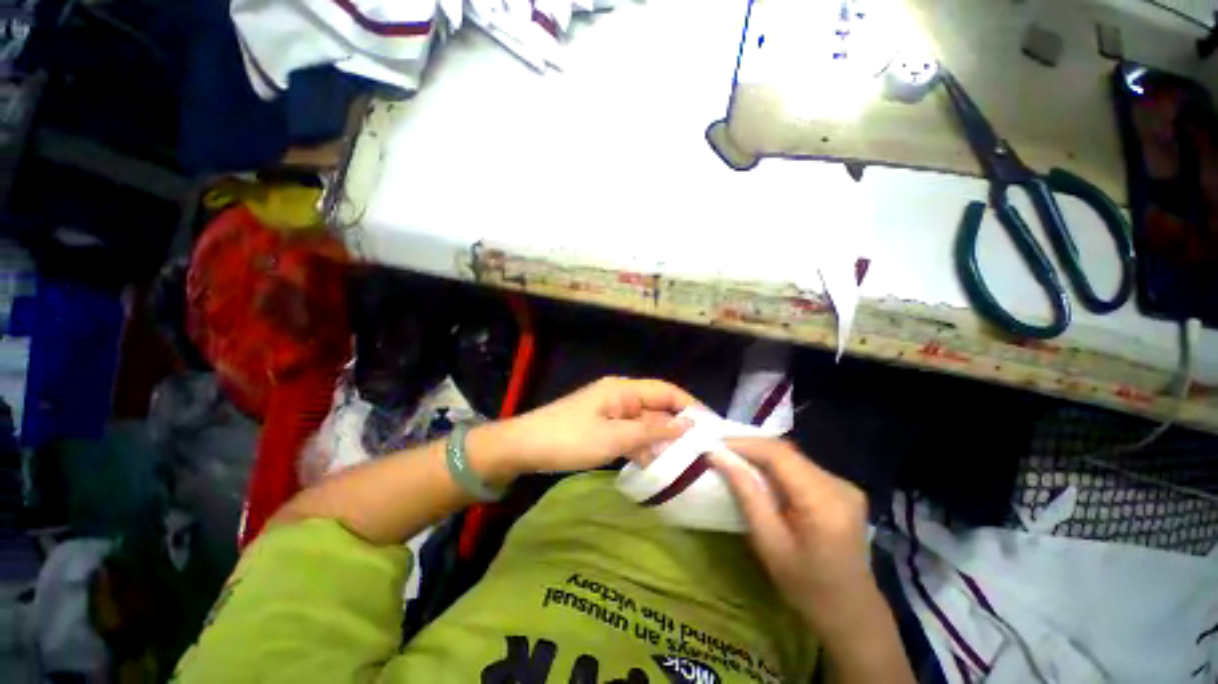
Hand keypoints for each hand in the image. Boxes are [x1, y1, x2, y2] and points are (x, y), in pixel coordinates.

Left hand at [490, 377, 697, 477]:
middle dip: (678, 427)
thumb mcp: (613, 438)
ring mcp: (611, 413)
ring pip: (645, 423)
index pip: (667, 391)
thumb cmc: (568, 438)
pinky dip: (642, 447)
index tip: (712, 427)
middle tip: (703, 451)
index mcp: (624, 390)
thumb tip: (687, 428)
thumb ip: (651, 433)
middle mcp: (621, 396)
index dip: (690, 406)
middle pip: (657, 408)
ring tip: (686, 462)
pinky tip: (654, 465)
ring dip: (661, 440)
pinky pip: (630, 434)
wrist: (523, 447)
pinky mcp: (602, 427)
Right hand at [712, 439, 873, 635]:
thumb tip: (718, 457)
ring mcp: (845, 486)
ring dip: (763, 455)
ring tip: (735, 459)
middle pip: (787, 452)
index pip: (779, 455)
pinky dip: (778, 466)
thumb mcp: (768, 543)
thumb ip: (746, 493)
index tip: (715, 444)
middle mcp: (839, 485)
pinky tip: (762, 475)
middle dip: (751, 447)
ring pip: (794, 457)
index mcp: (824, 502)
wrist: (852, 613)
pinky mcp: (844, 490)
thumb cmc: (806, 586)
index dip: (745, 444)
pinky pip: (803, 467)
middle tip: (721, 451)